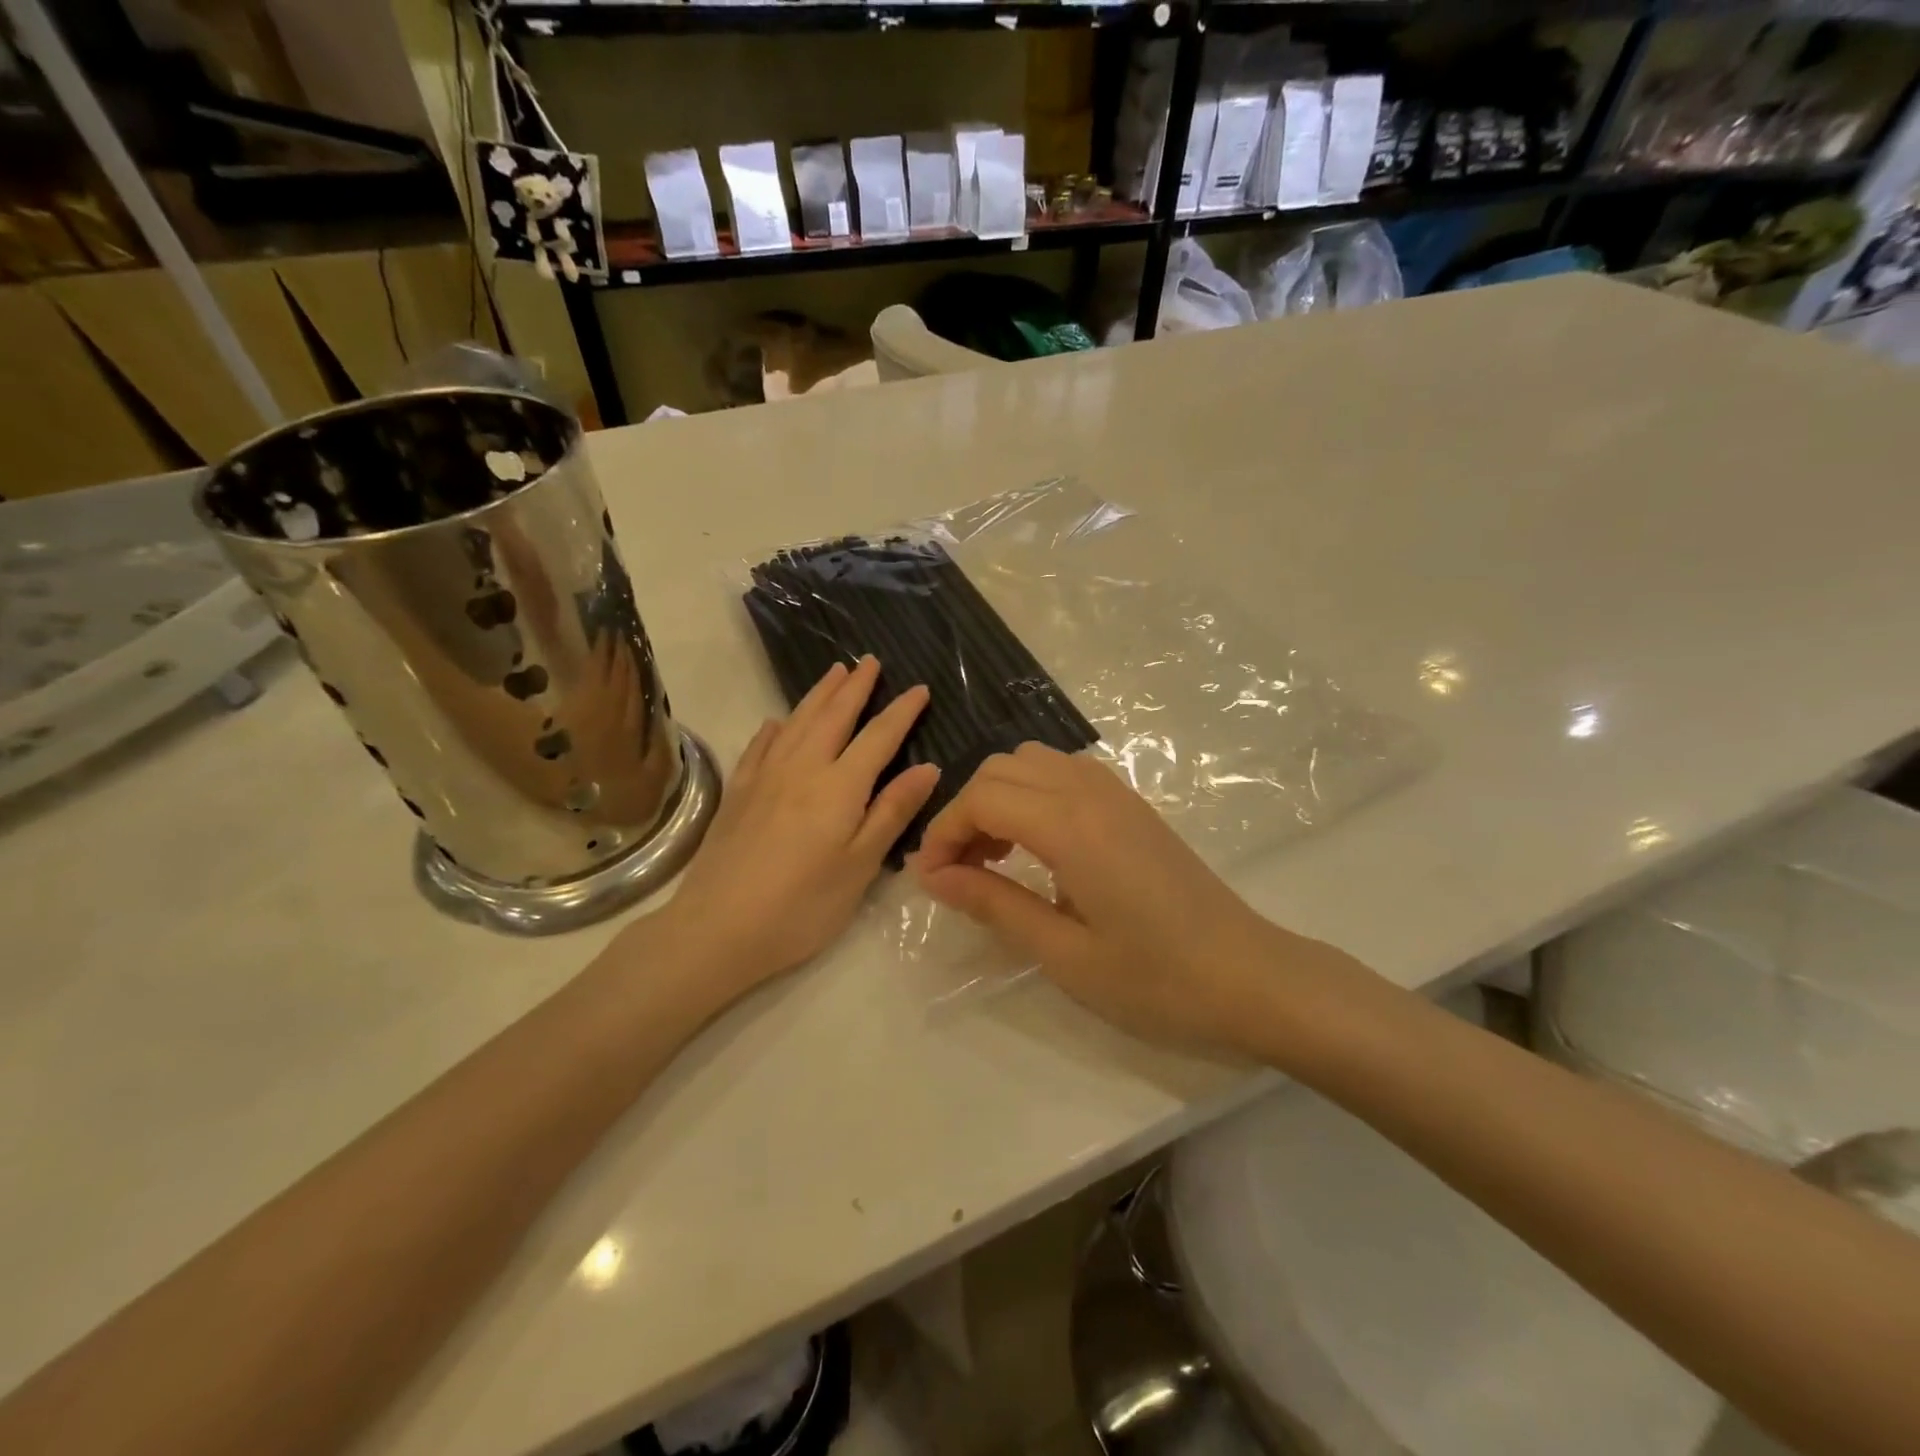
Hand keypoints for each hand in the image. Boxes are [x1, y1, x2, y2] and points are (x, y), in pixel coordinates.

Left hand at [653, 657, 938, 994]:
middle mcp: (802, 768)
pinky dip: (775, 728)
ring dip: (818, 694)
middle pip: (834, 716)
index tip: (919, 689)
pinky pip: (760, 746)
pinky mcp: (738, 793)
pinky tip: (777, 723)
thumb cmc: (803, 906)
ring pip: (797, 722)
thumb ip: (892, 812)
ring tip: (834, 672)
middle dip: (856, 687)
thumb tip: (928, 768)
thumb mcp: (860, 866)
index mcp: (839, 786)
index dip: (901, 712)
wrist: (718, 928)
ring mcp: (764, 777)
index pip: (878, 737)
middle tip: (870, 661)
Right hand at [914, 743, 1344, 1052]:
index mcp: (1071, 826)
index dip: (944, 833)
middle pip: (1001, 769)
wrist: (1251, 977)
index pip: (982, 799)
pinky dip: (1034, 795)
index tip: (931, 880)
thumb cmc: (1156, 979)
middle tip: (962, 872)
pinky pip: (1065, 774)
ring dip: (1001, 798)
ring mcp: (1117, 793)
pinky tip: (1041, 849)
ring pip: (1033, 762)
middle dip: (967, 812)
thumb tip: (935, 876)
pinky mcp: (1133, 806)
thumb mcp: (1064, 953)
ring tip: (997, 858)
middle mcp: (1090, 792)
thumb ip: (994, 904)